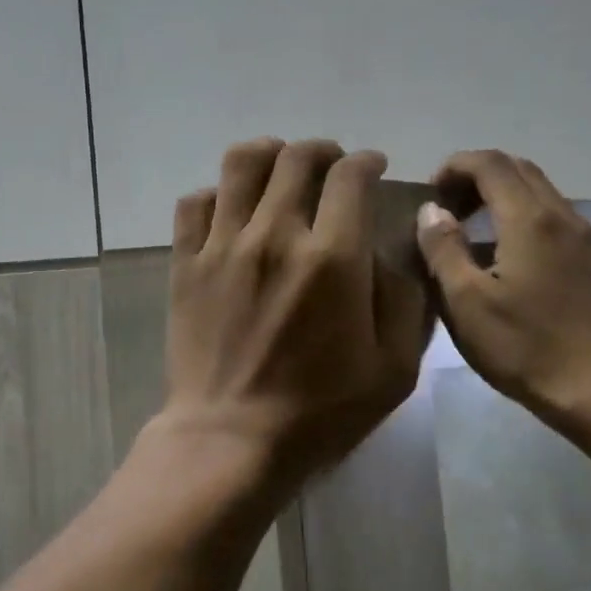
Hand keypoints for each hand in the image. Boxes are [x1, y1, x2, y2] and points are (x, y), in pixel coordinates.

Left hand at [157, 137, 430, 493]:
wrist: (231, 439)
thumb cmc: (319, 412)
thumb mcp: (393, 369)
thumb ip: (404, 300)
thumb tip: (389, 252)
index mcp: (333, 258)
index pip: (350, 176)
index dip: (366, 162)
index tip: (372, 169)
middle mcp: (275, 235)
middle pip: (297, 158)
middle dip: (323, 152)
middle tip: (331, 169)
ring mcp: (223, 246)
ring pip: (241, 164)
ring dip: (269, 155)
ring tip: (280, 170)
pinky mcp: (186, 264)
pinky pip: (195, 202)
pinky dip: (217, 194)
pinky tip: (231, 210)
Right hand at [415, 149, 590, 432]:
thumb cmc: (524, 347)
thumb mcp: (466, 302)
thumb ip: (443, 249)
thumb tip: (431, 211)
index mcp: (530, 219)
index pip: (490, 163)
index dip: (454, 166)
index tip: (428, 193)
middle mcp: (562, 215)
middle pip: (518, 169)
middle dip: (476, 177)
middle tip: (445, 210)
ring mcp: (583, 238)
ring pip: (538, 193)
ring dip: (499, 197)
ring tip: (467, 233)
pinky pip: (551, 218)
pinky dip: (519, 218)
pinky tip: (501, 259)